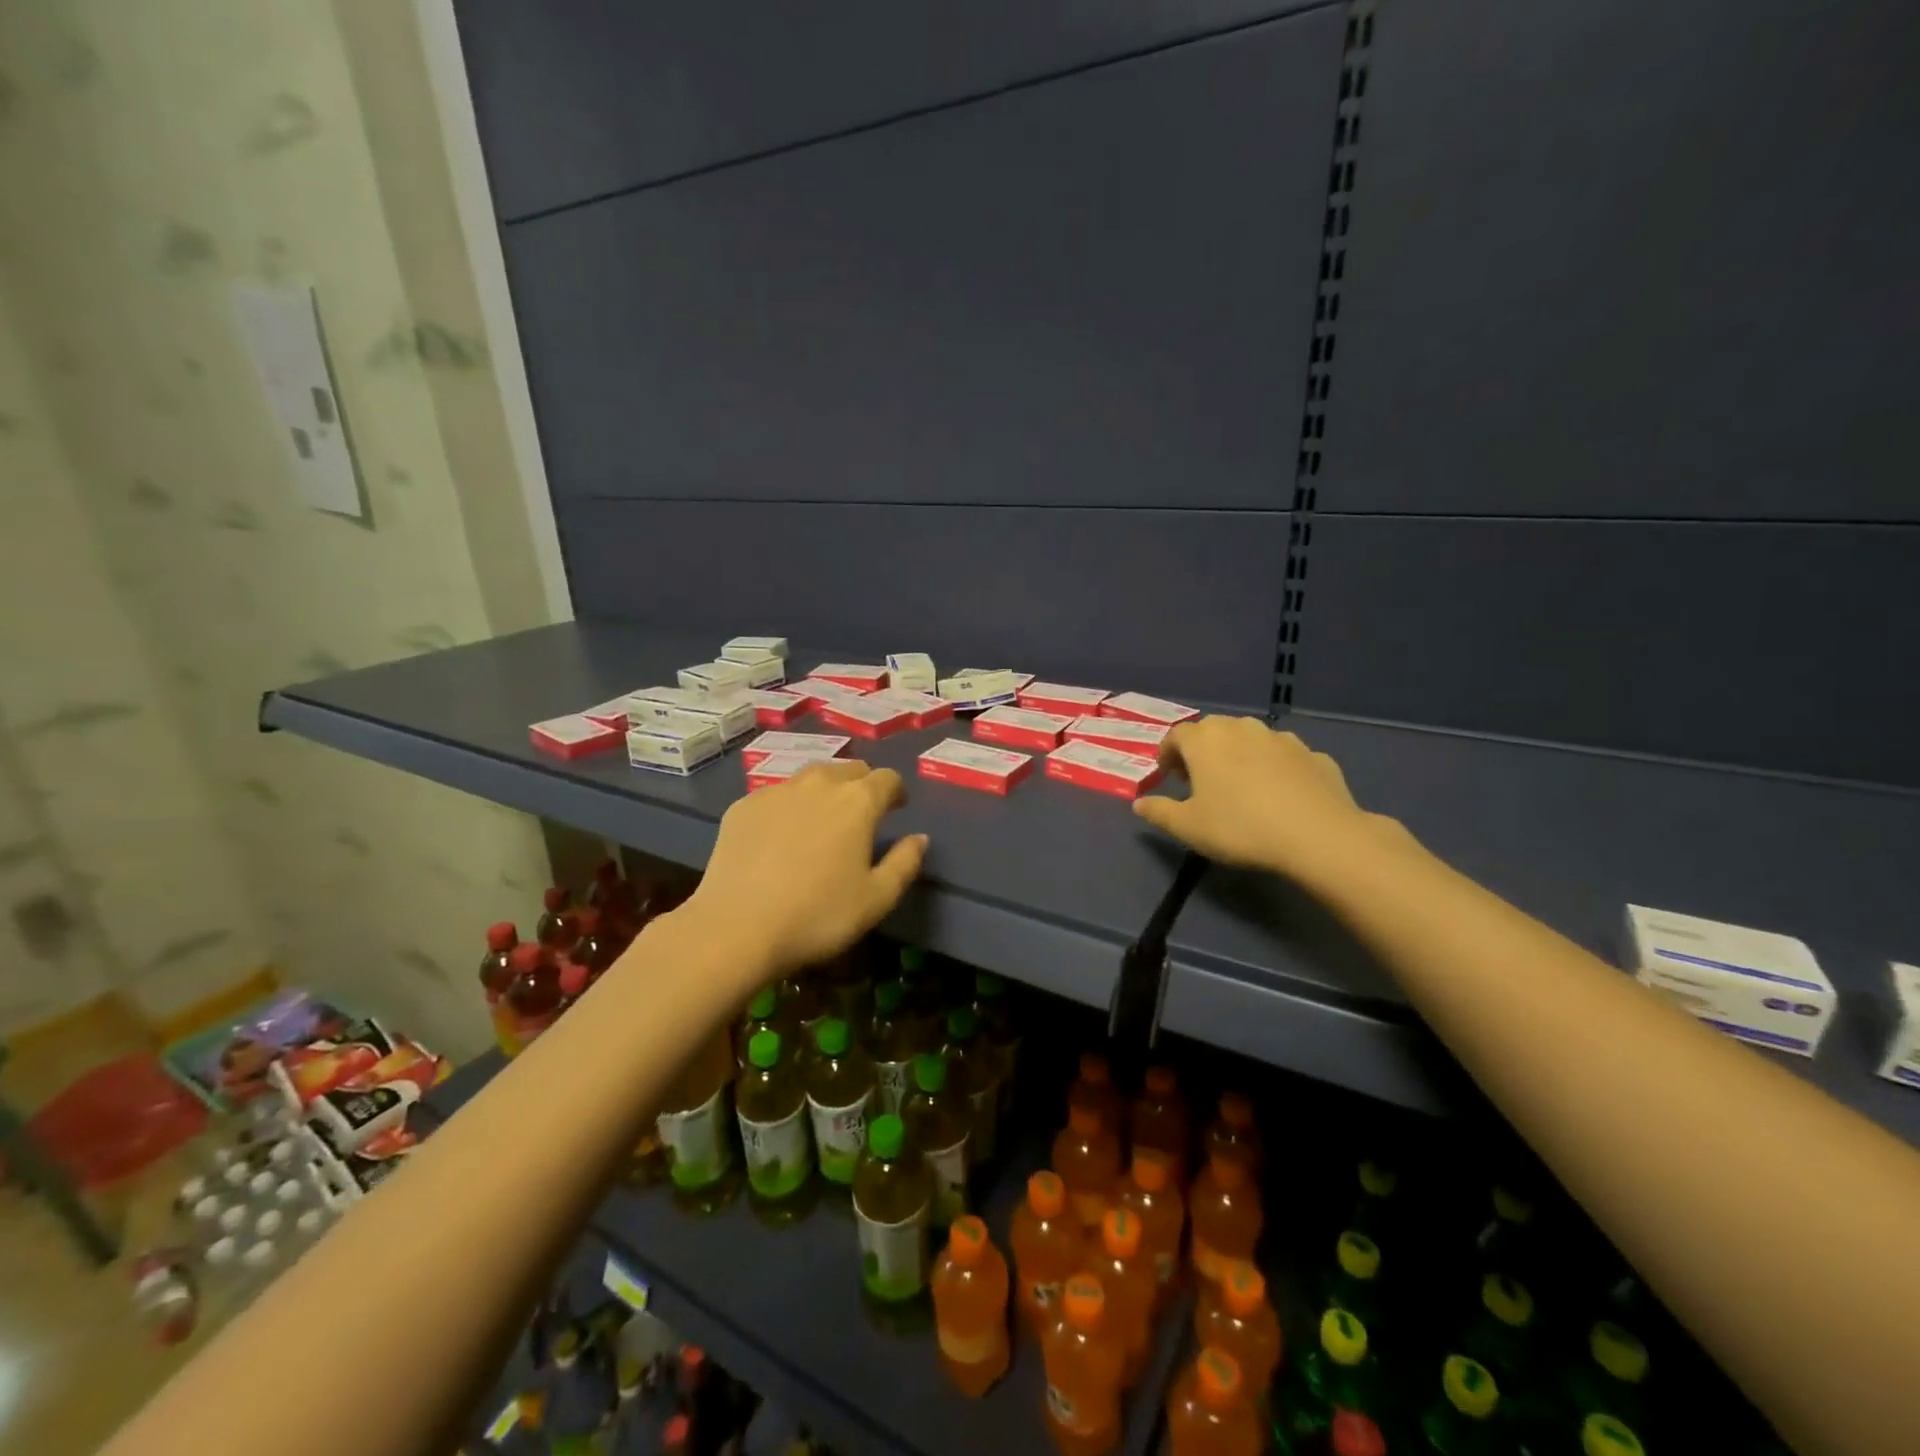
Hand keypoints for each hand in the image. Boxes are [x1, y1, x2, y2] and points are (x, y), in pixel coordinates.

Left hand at [684, 759, 928, 983]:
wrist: (737, 927)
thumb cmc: (818, 915)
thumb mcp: (877, 899)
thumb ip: (905, 863)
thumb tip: (919, 838)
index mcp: (858, 801)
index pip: (887, 778)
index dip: (896, 791)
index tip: (897, 808)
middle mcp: (819, 784)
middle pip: (849, 770)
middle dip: (862, 786)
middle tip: (861, 815)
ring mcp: (777, 791)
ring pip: (811, 777)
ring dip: (825, 791)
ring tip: (822, 820)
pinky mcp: (744, 805)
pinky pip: (777, 796)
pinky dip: (788, 807)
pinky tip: (781, 836)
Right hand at [1132, 716, 1377, 878]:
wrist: (1318, 836)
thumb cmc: (1240, 827)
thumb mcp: (1188, 827)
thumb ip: (1159, 812)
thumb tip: (1139, 804)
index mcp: (1205, 740)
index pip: (1176, 735)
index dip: (1168, 754)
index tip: (1168, 777)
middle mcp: (1242, 728)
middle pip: (1214, 731)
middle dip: (1202, 750)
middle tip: (1200, 780)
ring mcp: (1281, 738)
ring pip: (1251, 739)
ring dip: (1240, 755)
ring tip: (1241, 786)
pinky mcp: (1314, 754)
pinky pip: (1284, 757)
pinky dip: (1275, 768)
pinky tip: (1280, 795)